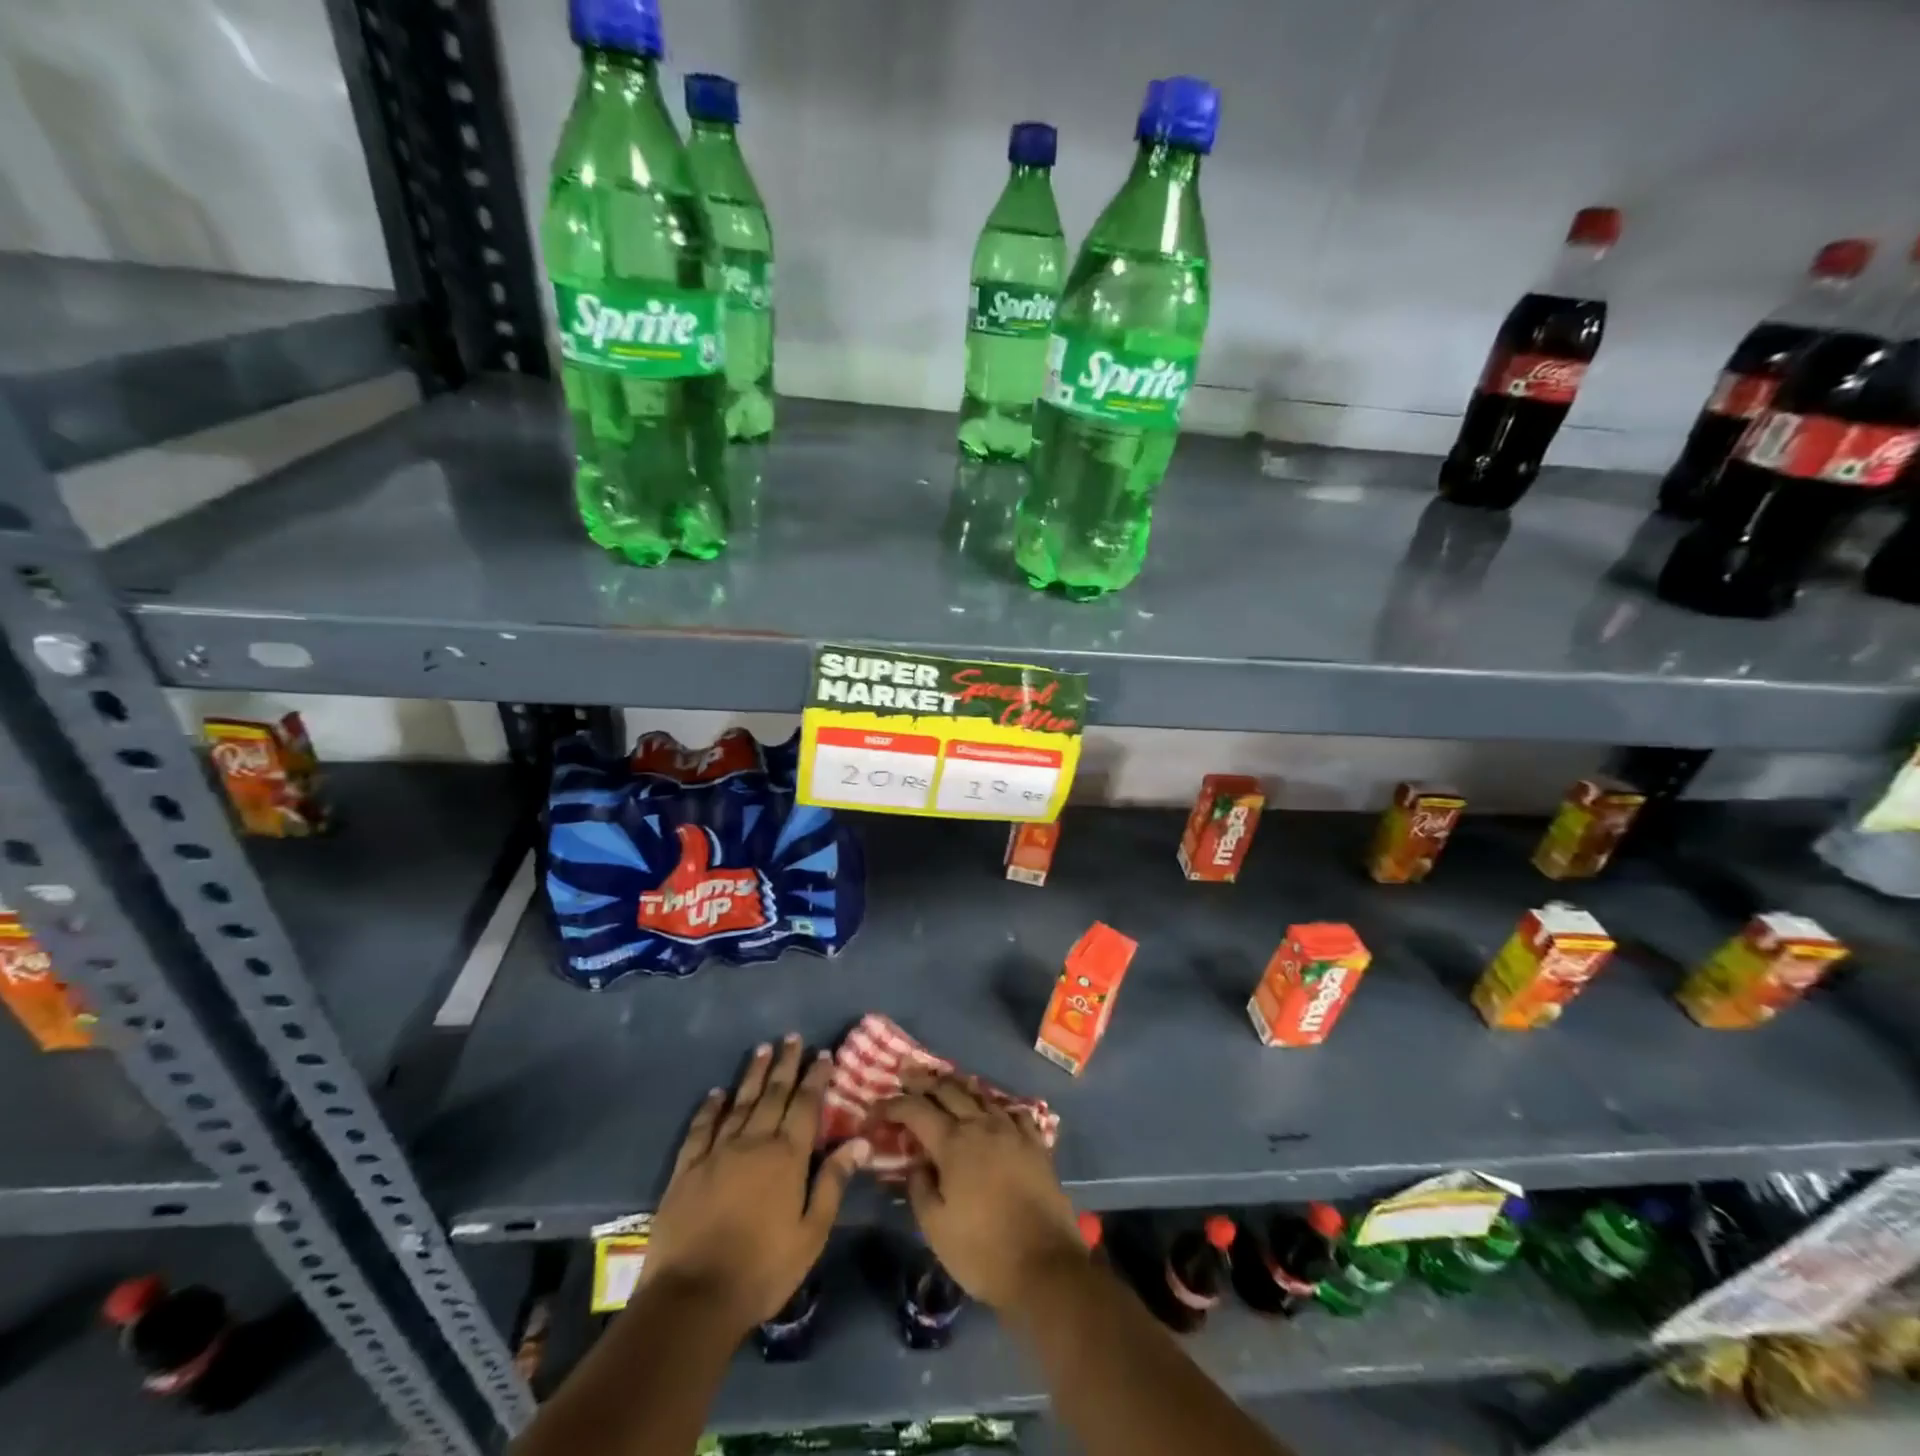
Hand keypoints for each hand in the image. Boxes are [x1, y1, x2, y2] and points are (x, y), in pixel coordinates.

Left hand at [638, 1035, 869, 1335]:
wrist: (693, 1298)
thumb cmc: (763, 1269)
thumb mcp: (811, 1233)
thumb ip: (833, 1183)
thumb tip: (860, 1141)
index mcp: (787, 1157)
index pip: (806, 1106)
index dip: (816, 1078)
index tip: (823, 1054)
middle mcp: (753, 1143)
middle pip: (773, 1094)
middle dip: (785, 1064)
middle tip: (791, 1037)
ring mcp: (717, 1153)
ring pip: (739, 1103)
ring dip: (752, 1075)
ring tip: (761, 1050)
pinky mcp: (687, 1169)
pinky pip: (700, 1129)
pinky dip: (709, 1108)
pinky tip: (715, 1094)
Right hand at [880, 1072, 1083, 1310]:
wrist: (1045, 1265)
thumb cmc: (982, 1251)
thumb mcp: (935, 1228)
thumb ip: (919, 1188)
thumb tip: (916, 1163)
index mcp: (953, 1143)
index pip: (915, 1110)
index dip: (892, 1105)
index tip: (875, 1110)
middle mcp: (981, 1126)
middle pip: (948, 1090)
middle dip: (923, 1082)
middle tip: (906, 1076)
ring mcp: (1012, 1131)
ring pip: (981, 1094)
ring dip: (959, 1086)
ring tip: (946, 1082)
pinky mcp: (1036, 1144)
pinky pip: (1014, 1112)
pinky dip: (997, 1106)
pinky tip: (994, 1110)